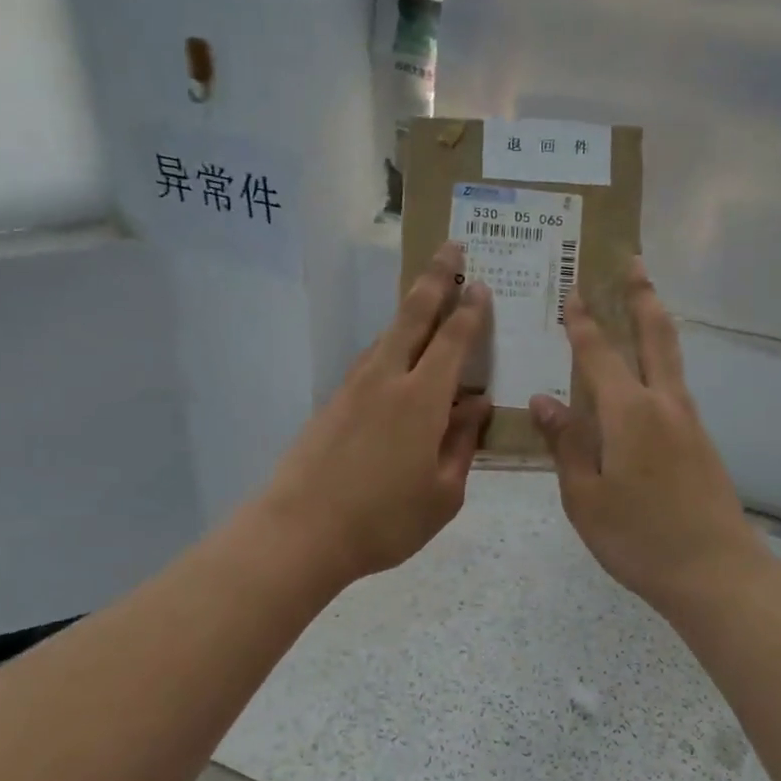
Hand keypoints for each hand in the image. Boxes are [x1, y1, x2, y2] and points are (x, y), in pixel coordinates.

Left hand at [262, 242, 492, 588]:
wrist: (301, 532)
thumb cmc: (384, 520)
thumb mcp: (443, 494)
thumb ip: (462, 444)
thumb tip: (477, 405)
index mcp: (422, 400)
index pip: (453, 341)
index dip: (469, 310)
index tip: (479, 283)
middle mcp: (387, 380)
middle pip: (413, 316)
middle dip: (434, 278)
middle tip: (450, 248)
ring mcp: (353, 388)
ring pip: (387, 335)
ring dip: (409, 310)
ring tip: (426, 295)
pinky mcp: (332, 403)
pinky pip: (369, 360)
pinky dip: (389, 344)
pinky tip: (395, 354)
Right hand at [530, 258, 765, 616]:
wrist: (715, 573)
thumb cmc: (638, 537)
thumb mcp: (584, 496)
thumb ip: (565, 444)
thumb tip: (543, 400)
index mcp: (628, 412)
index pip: (598, 353)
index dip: (582, 321)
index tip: (573, 288)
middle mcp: (663, 404)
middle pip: (655, 336)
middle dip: (642, 296)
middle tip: (634, 262)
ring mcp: (688, 421)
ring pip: (670, 358)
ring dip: (655, 324)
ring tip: (643, 302)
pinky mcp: (700, 441)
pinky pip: (674, 385)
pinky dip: (660, 361)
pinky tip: (647, 375)